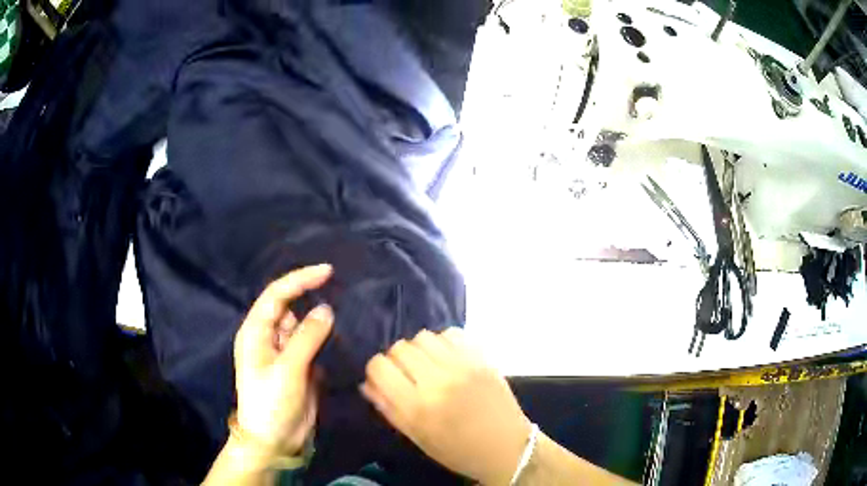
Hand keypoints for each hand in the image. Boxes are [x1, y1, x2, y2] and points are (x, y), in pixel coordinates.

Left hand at [233, 264, 333, 458]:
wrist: (275, 441)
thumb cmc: (272, 403)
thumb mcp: (288, 369)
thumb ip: (307, 337)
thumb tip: (326, 309)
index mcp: (256, 332)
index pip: (277, 295)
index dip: (300, 280)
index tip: (328, 271)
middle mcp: (268, 337)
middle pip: (290, 307)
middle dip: (310, 298)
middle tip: (340, 292)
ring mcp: (284, 353)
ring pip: (303, 326)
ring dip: (319, 322)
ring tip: (343, 315)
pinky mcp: (298, 367)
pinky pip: (312, 345)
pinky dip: (324, 340)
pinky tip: (338, 338)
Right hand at [361, 328, 529, 485]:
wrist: (507, 447)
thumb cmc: (457, 451)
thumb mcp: (416, 438)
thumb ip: (388, 408)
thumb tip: (367, 383)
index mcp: (417, 407)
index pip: (379, 366)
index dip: (376, 371)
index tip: (384, 379)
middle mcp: (437, 381)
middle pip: (399, 348)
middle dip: (397, 360)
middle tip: (408, 375)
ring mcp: (462, 366)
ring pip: (423, 337)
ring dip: (419, 350)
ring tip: (428, 365)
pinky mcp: (482, 358)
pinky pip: (451, 333)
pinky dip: (443, 343)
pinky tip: (447, 359)